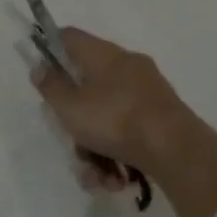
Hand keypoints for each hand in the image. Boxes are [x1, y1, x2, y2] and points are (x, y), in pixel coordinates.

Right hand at [30, 27, 197, 180]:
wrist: (177, 149)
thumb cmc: (115, 120)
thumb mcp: (70, 107)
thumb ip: (51, 87)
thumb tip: (40, 67)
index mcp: (104, 54)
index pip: (70, 37)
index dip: (50, 49)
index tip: (43, 74)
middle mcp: (127, 66)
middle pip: (88, 86)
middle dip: (76, 121)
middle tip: (72, 142)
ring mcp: (147, 91)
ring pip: (107, 115)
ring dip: (96, 148)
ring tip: (96, 176)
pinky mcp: (161, 116)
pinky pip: (128, 130)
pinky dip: (117, 153)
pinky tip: (115, 179)